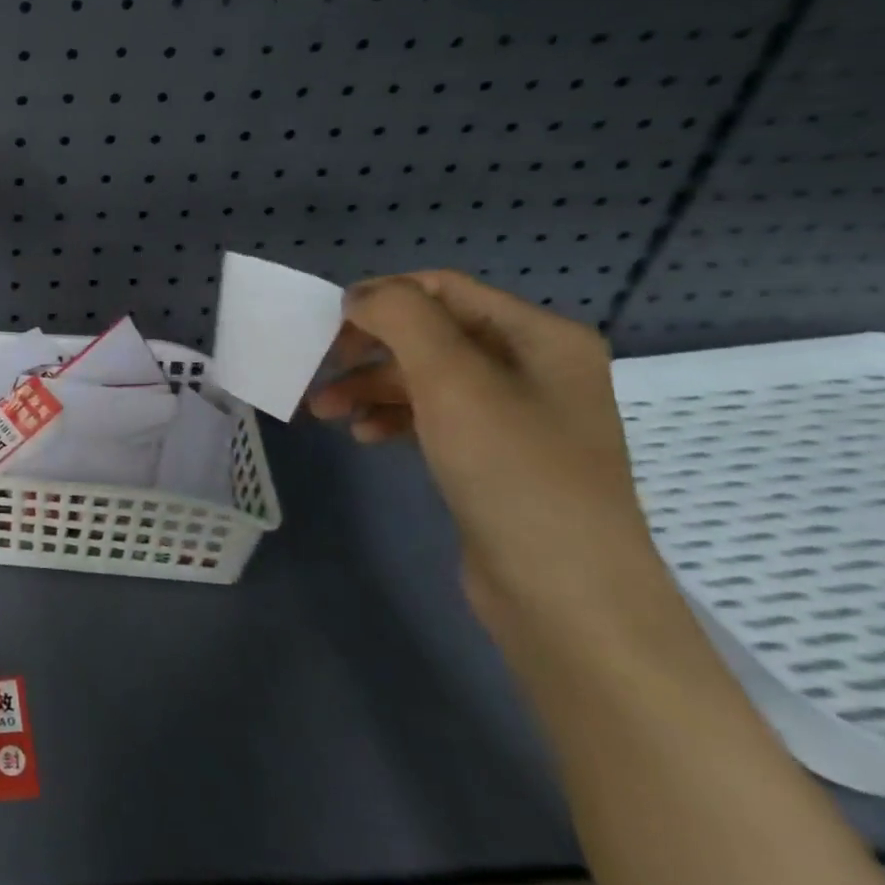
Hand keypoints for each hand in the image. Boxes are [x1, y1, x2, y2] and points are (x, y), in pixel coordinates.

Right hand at [307, 271, 665, 642]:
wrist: (565, 594)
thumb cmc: (512, 472)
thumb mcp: (453, 381)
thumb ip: (403, 320)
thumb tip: (360, 295)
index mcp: (540, 336)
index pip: (445, 289)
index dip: (382, 298)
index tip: (327, 329)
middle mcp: (533, 367)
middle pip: (431, 334)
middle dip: (369, 349)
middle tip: (319, 370)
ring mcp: (515, 415)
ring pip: (425, 378)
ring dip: (370, 387)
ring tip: (324, 412)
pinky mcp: (494, 457)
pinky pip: (433, 418)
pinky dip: (392, 418)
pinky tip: (364, 437)